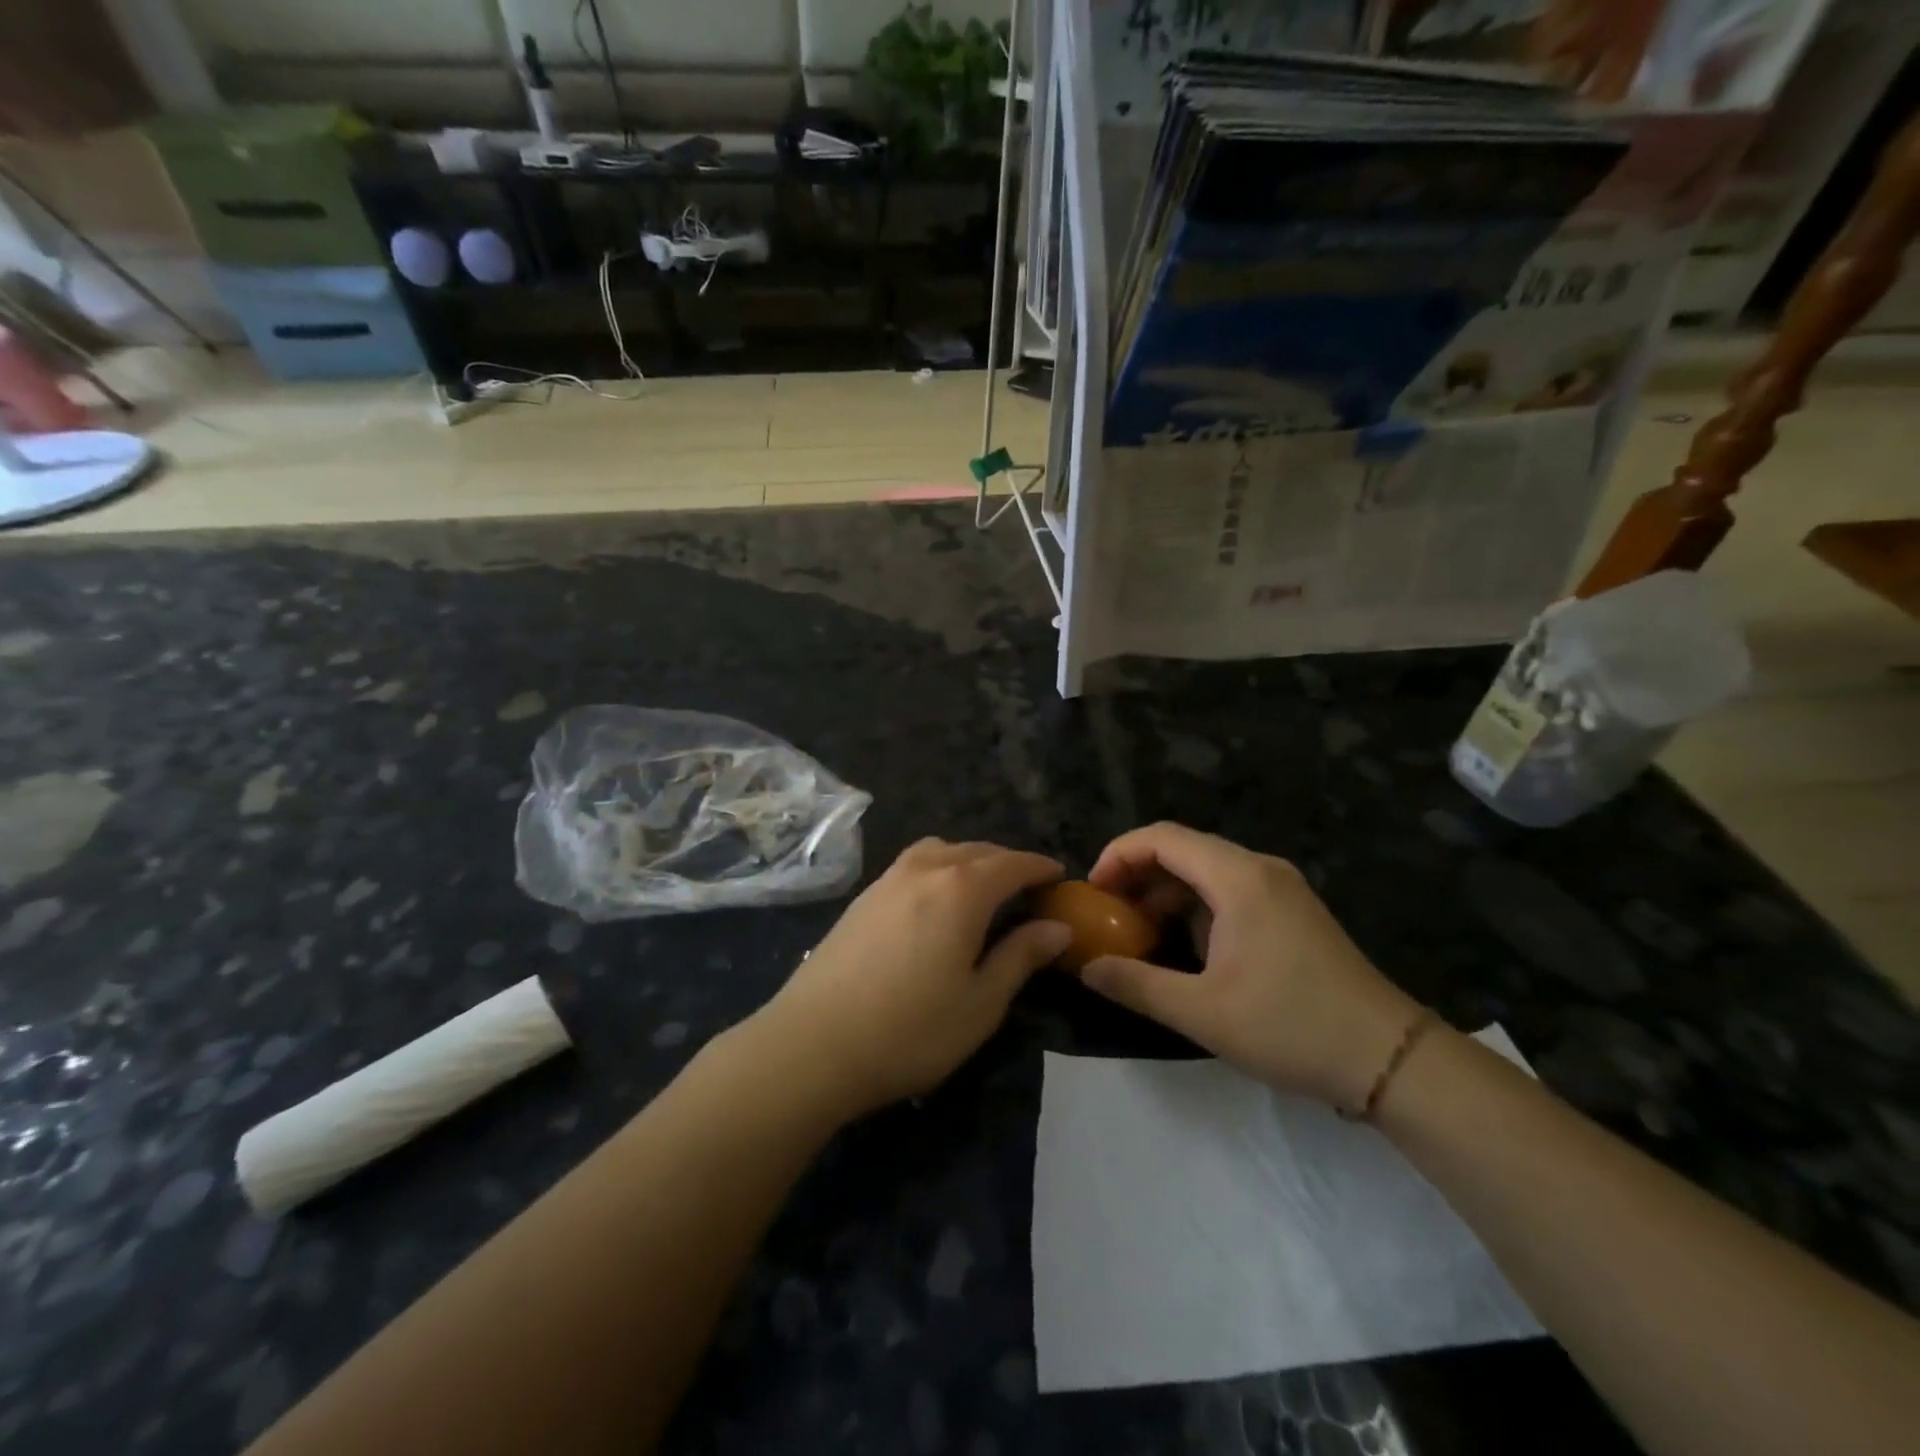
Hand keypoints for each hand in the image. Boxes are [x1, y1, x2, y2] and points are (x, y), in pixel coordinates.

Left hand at [753, 838, 1069, 1120]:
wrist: (812, 1044)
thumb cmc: (910, 1030)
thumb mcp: (981, 1003)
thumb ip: (1021, 957)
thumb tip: (1057, 928)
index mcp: (961, 889)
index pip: (1012, 864)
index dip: (1039, 867)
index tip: (1060, 876)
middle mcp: (924, 869)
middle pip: (976, 850)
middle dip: (1007, 862)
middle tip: (1028, 888)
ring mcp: (887, 880)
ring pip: (939, 850)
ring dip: (968, 860)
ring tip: (982, 890)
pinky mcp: (862, 898)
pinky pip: (912, 865)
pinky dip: (938, 869)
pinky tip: (935, 903)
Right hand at [1082, 823, 1421, 1110]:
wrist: (1390, 1059)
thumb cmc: (1292, 1028)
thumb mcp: (1203, 1013)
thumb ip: (1136, 985)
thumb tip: (1086, 968)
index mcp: (1239, 878)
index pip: (1162, 838)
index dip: (1118, 855)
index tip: (1093, 892)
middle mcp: (1259, 868)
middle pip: (1182, 848)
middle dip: (1137, 874)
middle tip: (1107, 913)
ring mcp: (1280, 888)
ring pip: (1205, 869)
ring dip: (1165, 892)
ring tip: (1136, 931)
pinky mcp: (1291, 910)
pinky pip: (1229, 889)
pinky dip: (1195, 905)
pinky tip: (1183, 944)